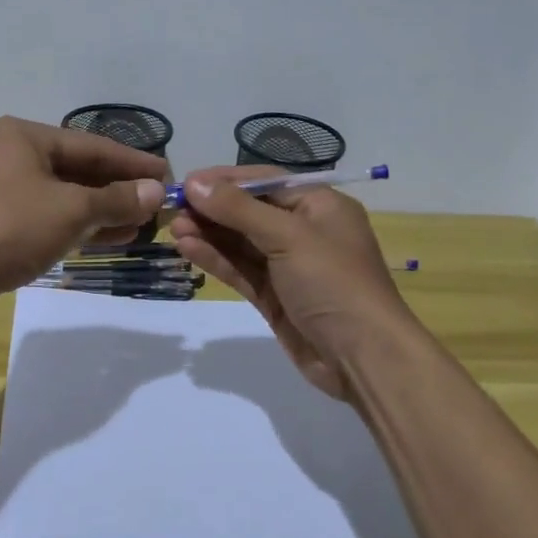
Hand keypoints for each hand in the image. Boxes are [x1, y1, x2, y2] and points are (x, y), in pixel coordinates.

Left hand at [0, 117, 167, 317]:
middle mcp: (15, 155)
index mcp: (26, 137)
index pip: (93, 145)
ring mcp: (7, 189)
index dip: (133, 162)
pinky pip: (53, 216)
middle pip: (81, 169)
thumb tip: (156, 192)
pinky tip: (114, 236)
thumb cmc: (10, 227)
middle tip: (159, 202)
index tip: (169, 173)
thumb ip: (116, 199)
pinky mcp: (4, 221)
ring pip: (68, 195)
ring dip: (106, 210)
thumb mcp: (71, 210)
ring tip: (144, 223)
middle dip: (120, 188)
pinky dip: (82, 225)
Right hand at [168, 167, 417, 402]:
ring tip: (174, 229)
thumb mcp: (288, 237)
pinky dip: (217, 259)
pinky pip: (242, 270)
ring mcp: (289, 266)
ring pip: (242, 243)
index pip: (265, 181)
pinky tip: (188, 250)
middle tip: (173, 210)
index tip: (187, 182)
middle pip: (250, 211)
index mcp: (319, 206)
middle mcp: (304, 231)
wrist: (364, 358)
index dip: (226, 180)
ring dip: (209, 234)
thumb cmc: (334, 282)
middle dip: (213, 210)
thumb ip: (239, 209)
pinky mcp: (275, 297)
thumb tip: (194, 182)